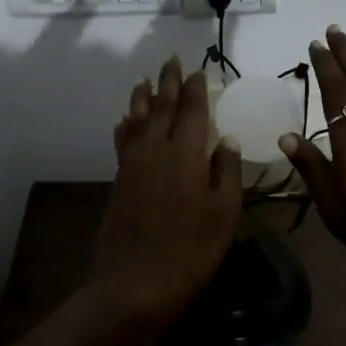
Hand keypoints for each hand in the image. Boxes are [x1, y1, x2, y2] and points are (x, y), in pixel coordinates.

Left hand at [91, 56, 243, 335]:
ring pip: (137, 119)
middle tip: (171, 60)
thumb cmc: (189, 252)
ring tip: (145, 80)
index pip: (191, 110)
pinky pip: (123, 140)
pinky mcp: (119, 180)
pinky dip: (126, 125)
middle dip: (167, 82)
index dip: (196, 88)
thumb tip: (225, 139)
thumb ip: (226, 172)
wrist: (133, 285)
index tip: (199, 70)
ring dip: (143, 97)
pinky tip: (125, 120)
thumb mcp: (223, 215)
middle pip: (161, 106)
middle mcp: (155, 149)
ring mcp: (133, 164)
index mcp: (185, 154)